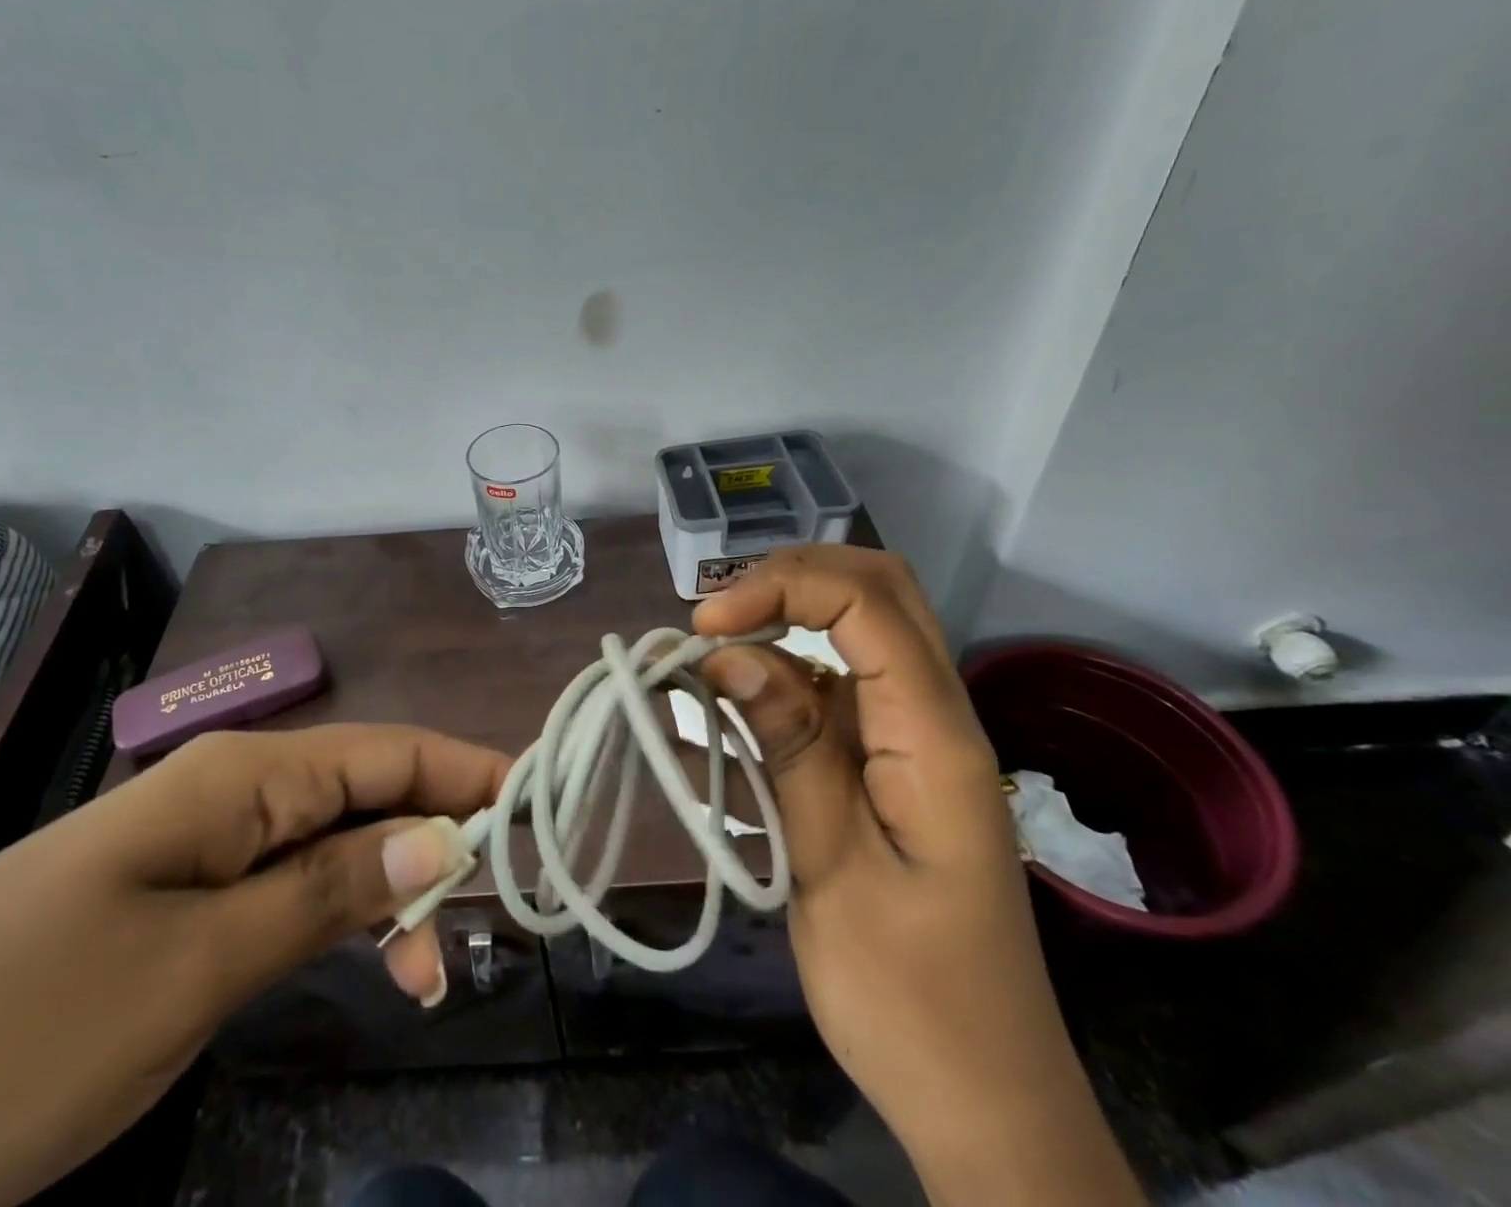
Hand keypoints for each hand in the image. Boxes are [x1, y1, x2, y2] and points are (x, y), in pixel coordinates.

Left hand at [0, 724, 507, 1206]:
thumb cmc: (16, 1028)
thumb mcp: (199, 963)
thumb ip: (329, 892)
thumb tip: (443, 839)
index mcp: (243, 776)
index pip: (389, 751)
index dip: (468, 769)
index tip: (540, 799)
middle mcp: (232, 793)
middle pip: (368, 794)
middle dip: (439, 841)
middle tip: (493, 919)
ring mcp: (201, 850)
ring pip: (333, 848)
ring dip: (392, 892)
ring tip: (431, 972)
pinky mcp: (175, 907)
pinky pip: (286, 892)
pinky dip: (337, 922)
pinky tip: (363, 964)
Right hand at [695, 547, 1140, 1206]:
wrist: (984, 1102)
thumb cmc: (913, 1001)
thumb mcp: (834, 872)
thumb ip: (790, 750)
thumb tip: (729, 654)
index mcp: (935, 737)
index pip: (868, 604)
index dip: (781, 588)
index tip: (706, 626)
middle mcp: (931, 717)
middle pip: (876, 593)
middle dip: (789, 582)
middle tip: (715, 618)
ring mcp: (908, 739)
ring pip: (849, 638)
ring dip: (774, 634)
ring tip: (700, 670)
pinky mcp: (883, 766)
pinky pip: (827, 697)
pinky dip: (771, 690)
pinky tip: (716, 725)